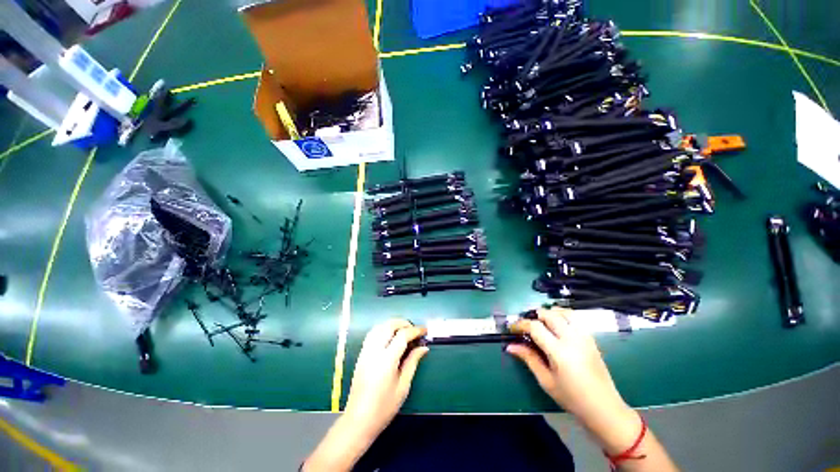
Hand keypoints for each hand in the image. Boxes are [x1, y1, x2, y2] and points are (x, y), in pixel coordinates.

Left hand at [344, 319, 428, 437]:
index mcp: (386, 360)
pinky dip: (383, 329)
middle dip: (403, 323)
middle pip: (389, 325)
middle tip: (414, 329)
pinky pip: (372, 334)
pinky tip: (390, 337)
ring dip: (392, 324)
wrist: (358, 421)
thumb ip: (412, 362)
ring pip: (379, 327)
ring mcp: (365, 352)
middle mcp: (374, 351)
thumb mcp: (403, 386)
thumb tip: (424, 347)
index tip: (424, 330)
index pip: (402, 335)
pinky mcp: (361, 355)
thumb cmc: (384, 408)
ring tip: (403, 331)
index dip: (415, 330)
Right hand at [507, 308, 631, 427]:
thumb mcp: (546, 381)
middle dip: (534, 316)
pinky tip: (557, 326)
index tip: (512, 328)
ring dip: (549, 313)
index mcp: (559, 351)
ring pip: (563, 312)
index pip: (535, 327)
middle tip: (526, 326)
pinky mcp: (591, 339)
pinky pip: (575, 318)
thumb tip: (510, 346)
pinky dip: (562, 316)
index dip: (520, 324)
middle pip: (549, 314)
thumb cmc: (572, 398)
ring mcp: (584, 337)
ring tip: (541, 322)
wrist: (604, 408)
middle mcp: (572, 339)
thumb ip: (529, 359)